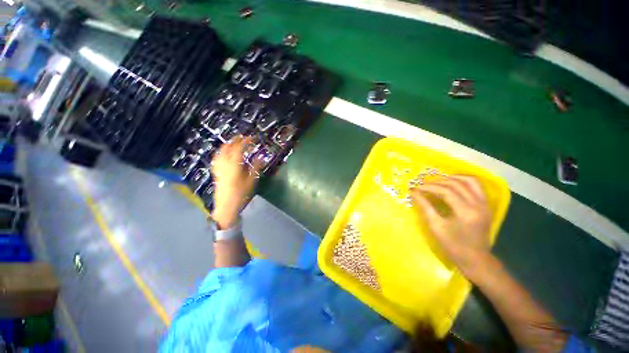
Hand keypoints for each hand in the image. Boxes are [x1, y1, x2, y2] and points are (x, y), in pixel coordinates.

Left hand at [211, 136, 259, 228]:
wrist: (226, 205)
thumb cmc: (241, 193)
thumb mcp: (251, 180)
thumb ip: (256, 166)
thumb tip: (261, 157)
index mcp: (234, 164)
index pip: (240, 147)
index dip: (247, 140)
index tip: (254, 138)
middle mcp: (224, 162)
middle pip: (229, 146)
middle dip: (237, 140)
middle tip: (245, 138)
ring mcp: (219, 166)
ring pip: (221, 150)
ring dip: (229, 144)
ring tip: (236, 143)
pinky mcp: (216, 171)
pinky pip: (218, 157)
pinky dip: (223, 151)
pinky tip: (225, 153)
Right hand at [410, 175, 492, 278]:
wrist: (476, 260)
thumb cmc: (453, 246)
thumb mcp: (436, 227)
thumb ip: (425, 207)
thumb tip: (414, 193)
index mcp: (466, 213)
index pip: (446, 191)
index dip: (429, 187)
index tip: (416, 187)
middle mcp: (478, 205)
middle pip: (457, 184)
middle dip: (438, 182)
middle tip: (423, 184)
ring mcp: (485, 204)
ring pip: (470, 181)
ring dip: (452, 178)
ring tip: (438, 180)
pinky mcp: (486, 205)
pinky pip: (476, 186)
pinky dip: (464, 181)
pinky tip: (453, 183)